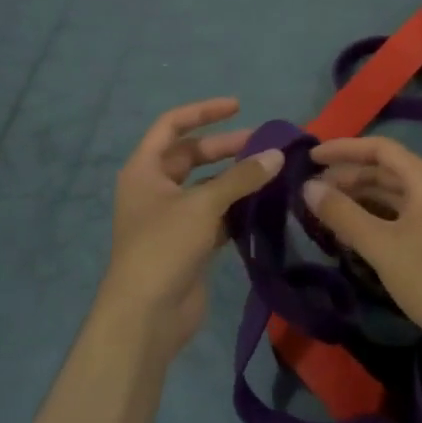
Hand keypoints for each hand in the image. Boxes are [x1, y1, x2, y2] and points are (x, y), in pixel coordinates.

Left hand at [100, 98, 283, 361]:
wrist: (146, 316)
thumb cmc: (164, 247)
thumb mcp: (203, 205)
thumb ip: (241, 178)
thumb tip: (277, 154)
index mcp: (144, 170)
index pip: (172, 126)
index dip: (203, 112)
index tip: (238, 106)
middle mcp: (155, 188)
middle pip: (192, 155)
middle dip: (227, 147)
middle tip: (265, 145)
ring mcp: (172, 217)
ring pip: (207, 186)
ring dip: (235, 179)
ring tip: (272, 172)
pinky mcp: (189, 243)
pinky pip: (216, 214)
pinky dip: (237, 207)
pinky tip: (265, 204)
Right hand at [304, 135, 421, 364]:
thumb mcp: (380, 246)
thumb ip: (342, 213)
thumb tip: (307, 188)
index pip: (380, 149)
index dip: (343, 149)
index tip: (310, 157)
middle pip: (385, 171)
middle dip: (347, 176)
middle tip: (311, 189)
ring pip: (391, 195)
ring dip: (358, 198)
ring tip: (324, 209)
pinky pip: (399, 215)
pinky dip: (373, 217)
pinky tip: (350, 231)